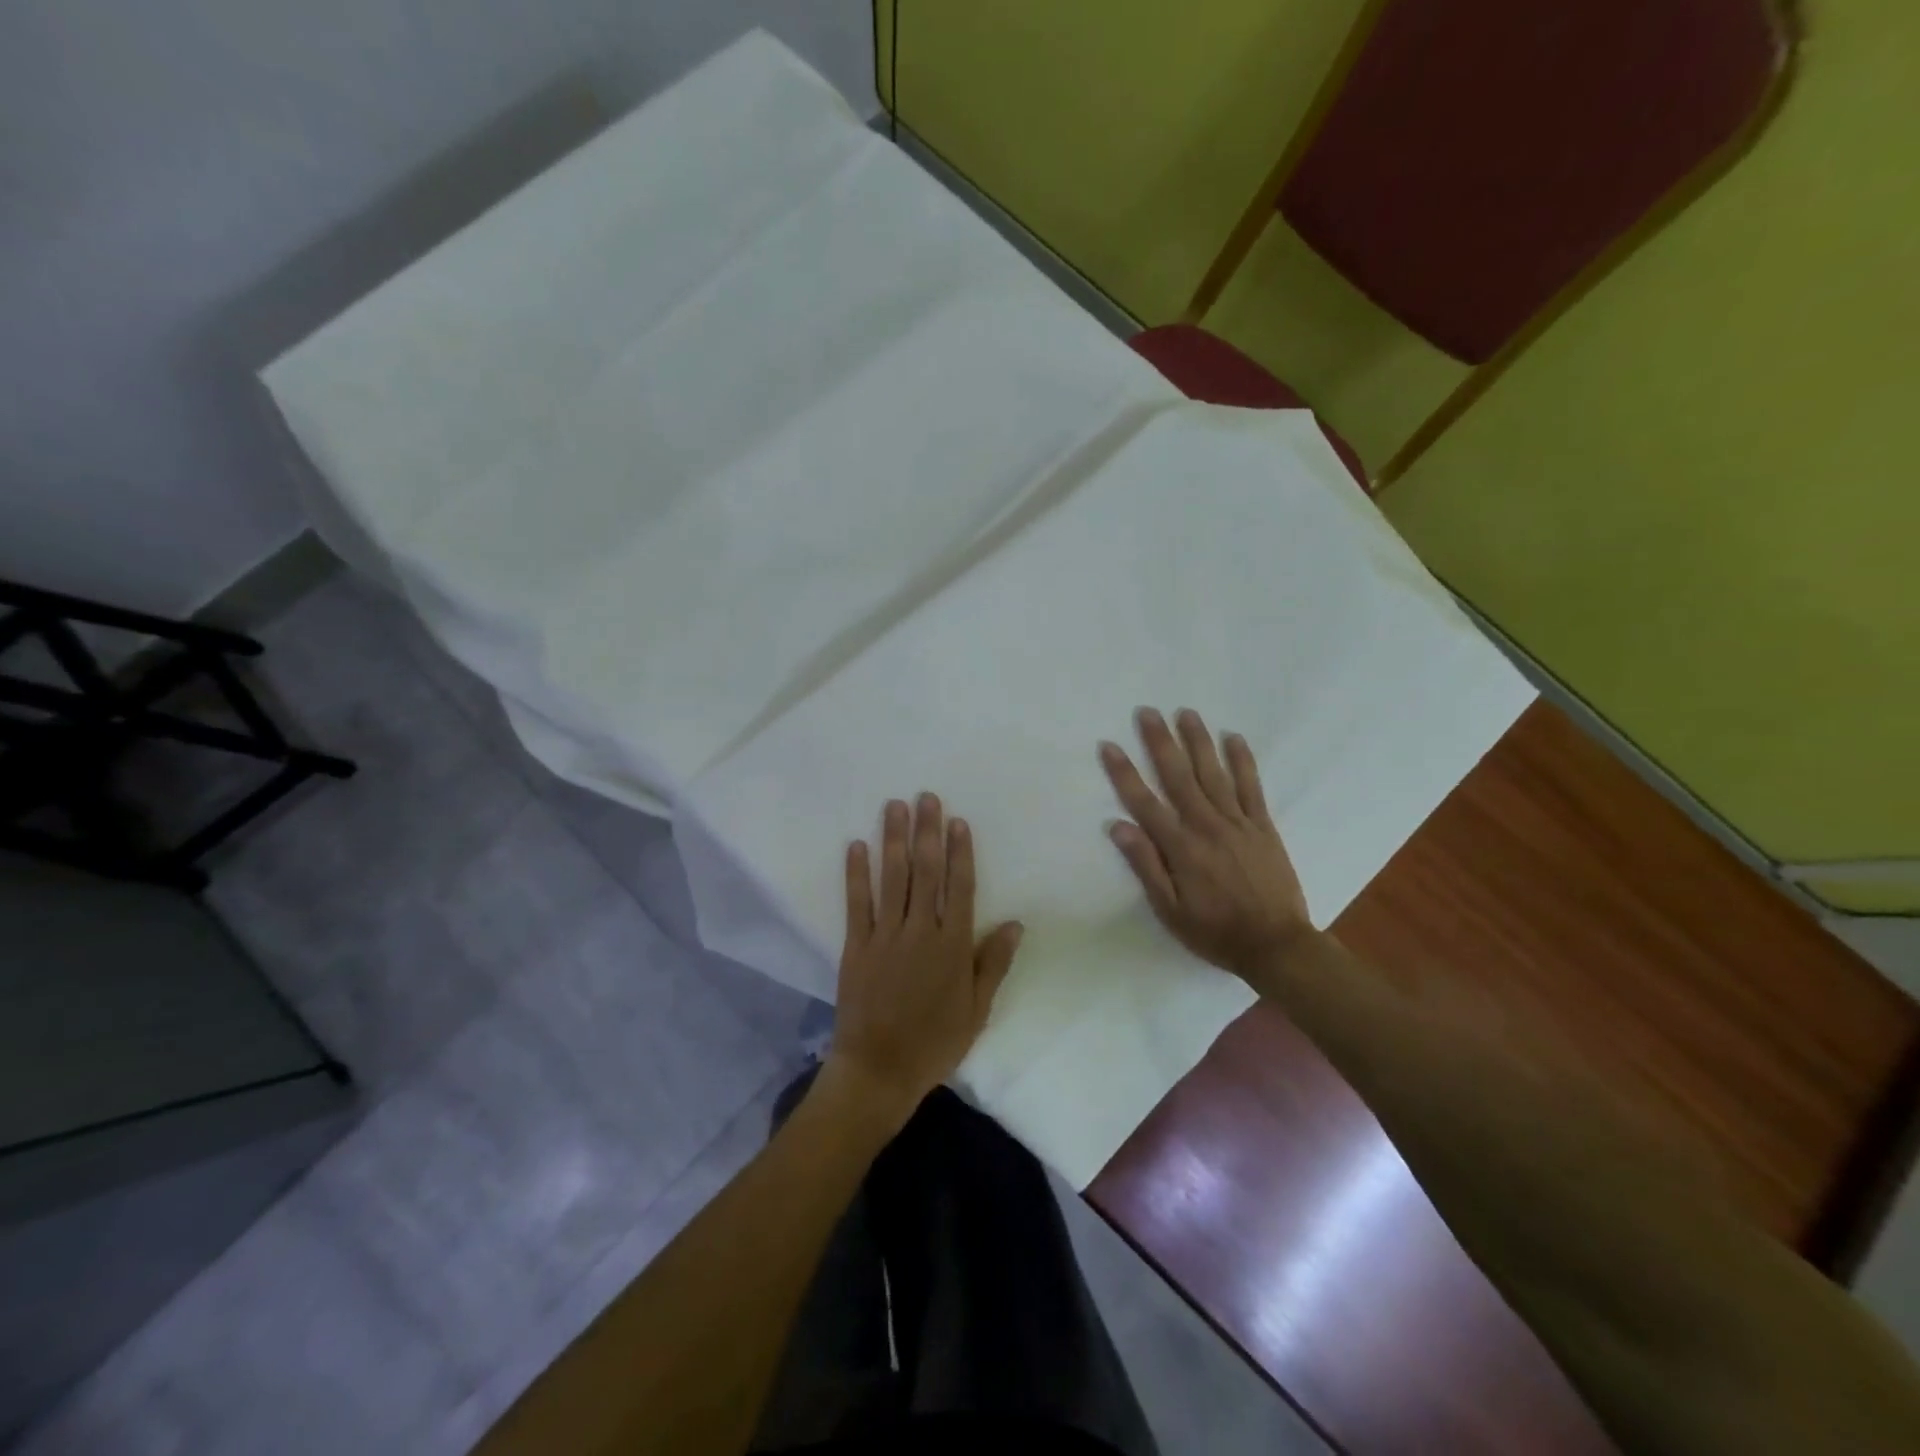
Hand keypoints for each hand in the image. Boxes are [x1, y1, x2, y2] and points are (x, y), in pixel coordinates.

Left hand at [825, 793, 1024, 1123]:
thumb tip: (1016, 923)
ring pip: (892, 878)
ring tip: (894, 806)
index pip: (960, 887)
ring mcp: (885, 936)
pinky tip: (856, 846)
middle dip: (926, 832)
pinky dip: (856, 874)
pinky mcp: (856, 945)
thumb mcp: (977, 1009)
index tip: (958, 821)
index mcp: (953, 946)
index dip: (959, 852)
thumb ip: (993, 963)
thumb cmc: (934, 1042)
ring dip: (893, 840)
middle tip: (926, 797)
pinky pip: (857, 903)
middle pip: (925, 872)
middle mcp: (921, 931)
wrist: (879, 1070)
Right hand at [1101, 707, 1314, 981]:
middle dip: (1160, 742)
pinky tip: (1234, 738)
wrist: (1277, 945)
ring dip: (1198, 741)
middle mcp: (1206, 825)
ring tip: (1186, 713)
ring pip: (1213, 773)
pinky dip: (1243, 761)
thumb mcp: (1170, 910)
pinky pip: (1251, 786)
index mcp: (1180, 847)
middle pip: (1178, 776)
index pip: (1144, 802)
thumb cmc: (1215, 932)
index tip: (1109, 745)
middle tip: (1147, 712)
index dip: (1124, 772)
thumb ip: (1146, 865)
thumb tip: (1118, 826)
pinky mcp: (1263, 826)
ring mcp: (1238, 822)